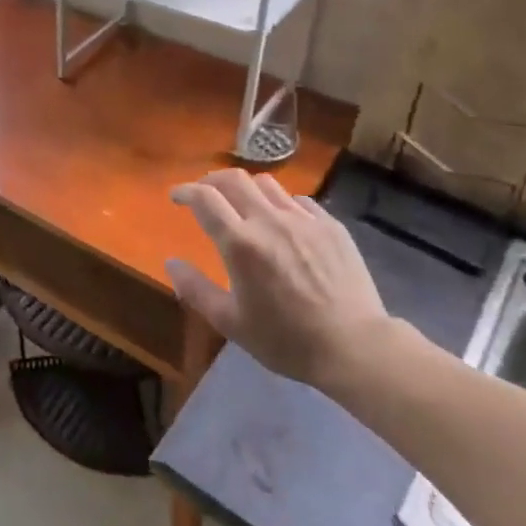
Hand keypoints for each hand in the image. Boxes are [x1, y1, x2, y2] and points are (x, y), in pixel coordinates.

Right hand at [166, 170, 390, 393]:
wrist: (354, 346)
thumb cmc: (286, 340)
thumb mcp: (231, 323)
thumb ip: (195, 289)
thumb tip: (171, 262)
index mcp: (240, 243)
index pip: (204, 198)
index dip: (186, 191)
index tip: (177, 197)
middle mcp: (269, 221)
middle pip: (234, 179)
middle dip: (212, 180)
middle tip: (205, 194)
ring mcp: (304, 219)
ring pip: (267, 184)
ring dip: (246, 188)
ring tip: (243, 204)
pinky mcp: (331, 225)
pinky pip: (299, 200)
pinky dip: (281, 203)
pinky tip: (282, 221)